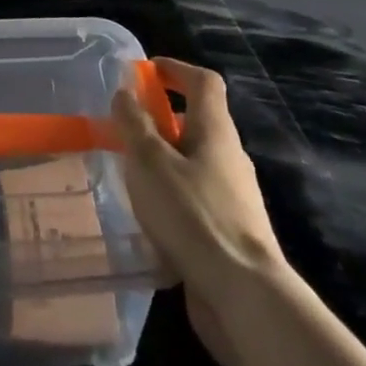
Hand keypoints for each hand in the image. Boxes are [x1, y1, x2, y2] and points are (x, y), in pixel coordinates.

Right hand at [112, 58, 286, 365]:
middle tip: (123, 129)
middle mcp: (230, 157)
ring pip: (193, 164)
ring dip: (162, 160)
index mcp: (215, 131)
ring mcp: (233, 197)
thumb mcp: (149, 161)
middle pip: (197, 122)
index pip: (203, 82)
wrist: (242, 296)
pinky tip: (146, 218)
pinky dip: (170, 197)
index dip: (175, 69)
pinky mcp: (228, 232)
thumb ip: (134, 123)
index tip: (144, 72)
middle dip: (160, 119)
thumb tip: (125, 91)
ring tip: (127, 175)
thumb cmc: (192, 215)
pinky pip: (194, 199)